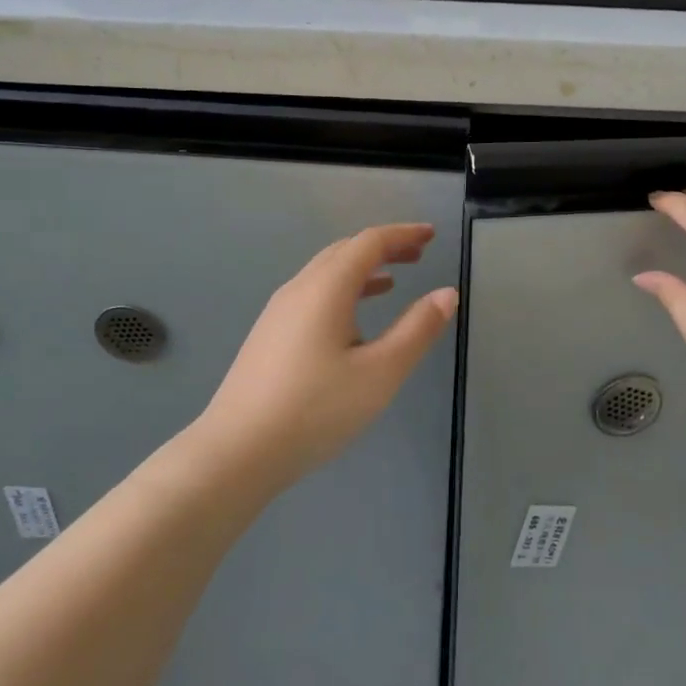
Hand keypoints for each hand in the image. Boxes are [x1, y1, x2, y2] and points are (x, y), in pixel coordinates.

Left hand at [196, 224, 458, 483]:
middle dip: (384, 247)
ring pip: (326, 273)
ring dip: (362, 269)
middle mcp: (299, 289)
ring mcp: (278, 312)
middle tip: (418, 254)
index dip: (403, 234)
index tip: (431, 235)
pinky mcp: (269, 335)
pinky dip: (342, 290)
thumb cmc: (316, 409)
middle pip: (345, 251)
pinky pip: (313, 294)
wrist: (237, 451)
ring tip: (393, 281)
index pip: (369, 242)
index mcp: (327, 288)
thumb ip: (417, 330)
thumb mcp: (381, 372)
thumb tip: (447, 293)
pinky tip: (352, 320)